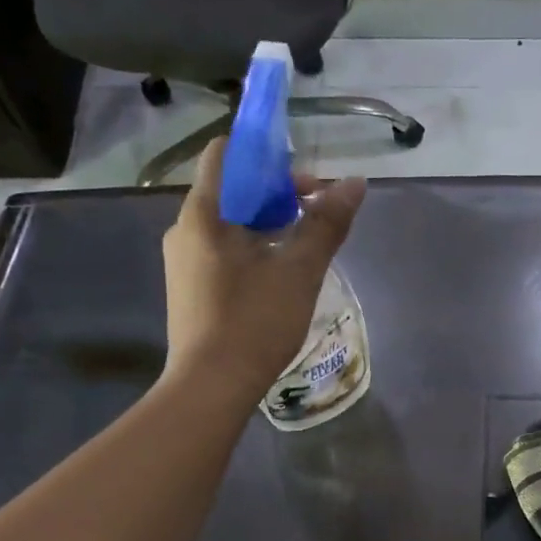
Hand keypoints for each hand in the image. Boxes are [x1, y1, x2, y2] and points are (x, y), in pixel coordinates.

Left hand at [162, 137, 365, 400]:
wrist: (211, 387)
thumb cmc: (254, 323)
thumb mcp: (299, 271)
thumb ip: (327, 224)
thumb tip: (355, 183)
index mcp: (204, 214)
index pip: (226, 153)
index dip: (266, 153)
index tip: (304, 176)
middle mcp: (185, 230)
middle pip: (232, 190)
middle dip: (278, 194)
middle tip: (318, 215)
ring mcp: (184, 262)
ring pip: (230, 225)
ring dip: (270, 224)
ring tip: (306, 248)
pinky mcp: (190, 290)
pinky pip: (224, 252)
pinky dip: (254, 250)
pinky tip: (281, 276)